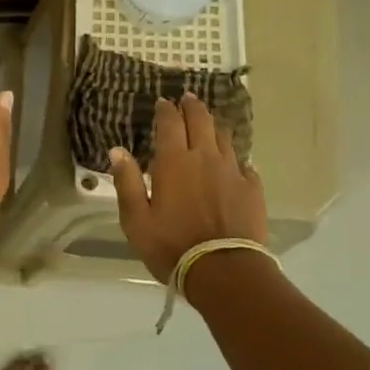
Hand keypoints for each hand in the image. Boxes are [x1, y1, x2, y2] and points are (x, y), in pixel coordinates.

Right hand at [109, 93, 268, 283]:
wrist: (224, 270)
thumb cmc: (171, 246)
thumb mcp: (136, 220)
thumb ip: (127, 182)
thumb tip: (117, 150)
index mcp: (174, 161)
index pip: (170, 123)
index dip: (166, 109)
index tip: (163, 102)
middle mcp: (205, 157)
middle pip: (201, 120)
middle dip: (192, 106)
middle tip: (187, 99)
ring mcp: (232, 171)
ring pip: (224, 137)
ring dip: (214, 126)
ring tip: (209, 123)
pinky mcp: (252, 188)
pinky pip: (245, 164)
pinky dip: (236, 158)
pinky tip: (235, 162)